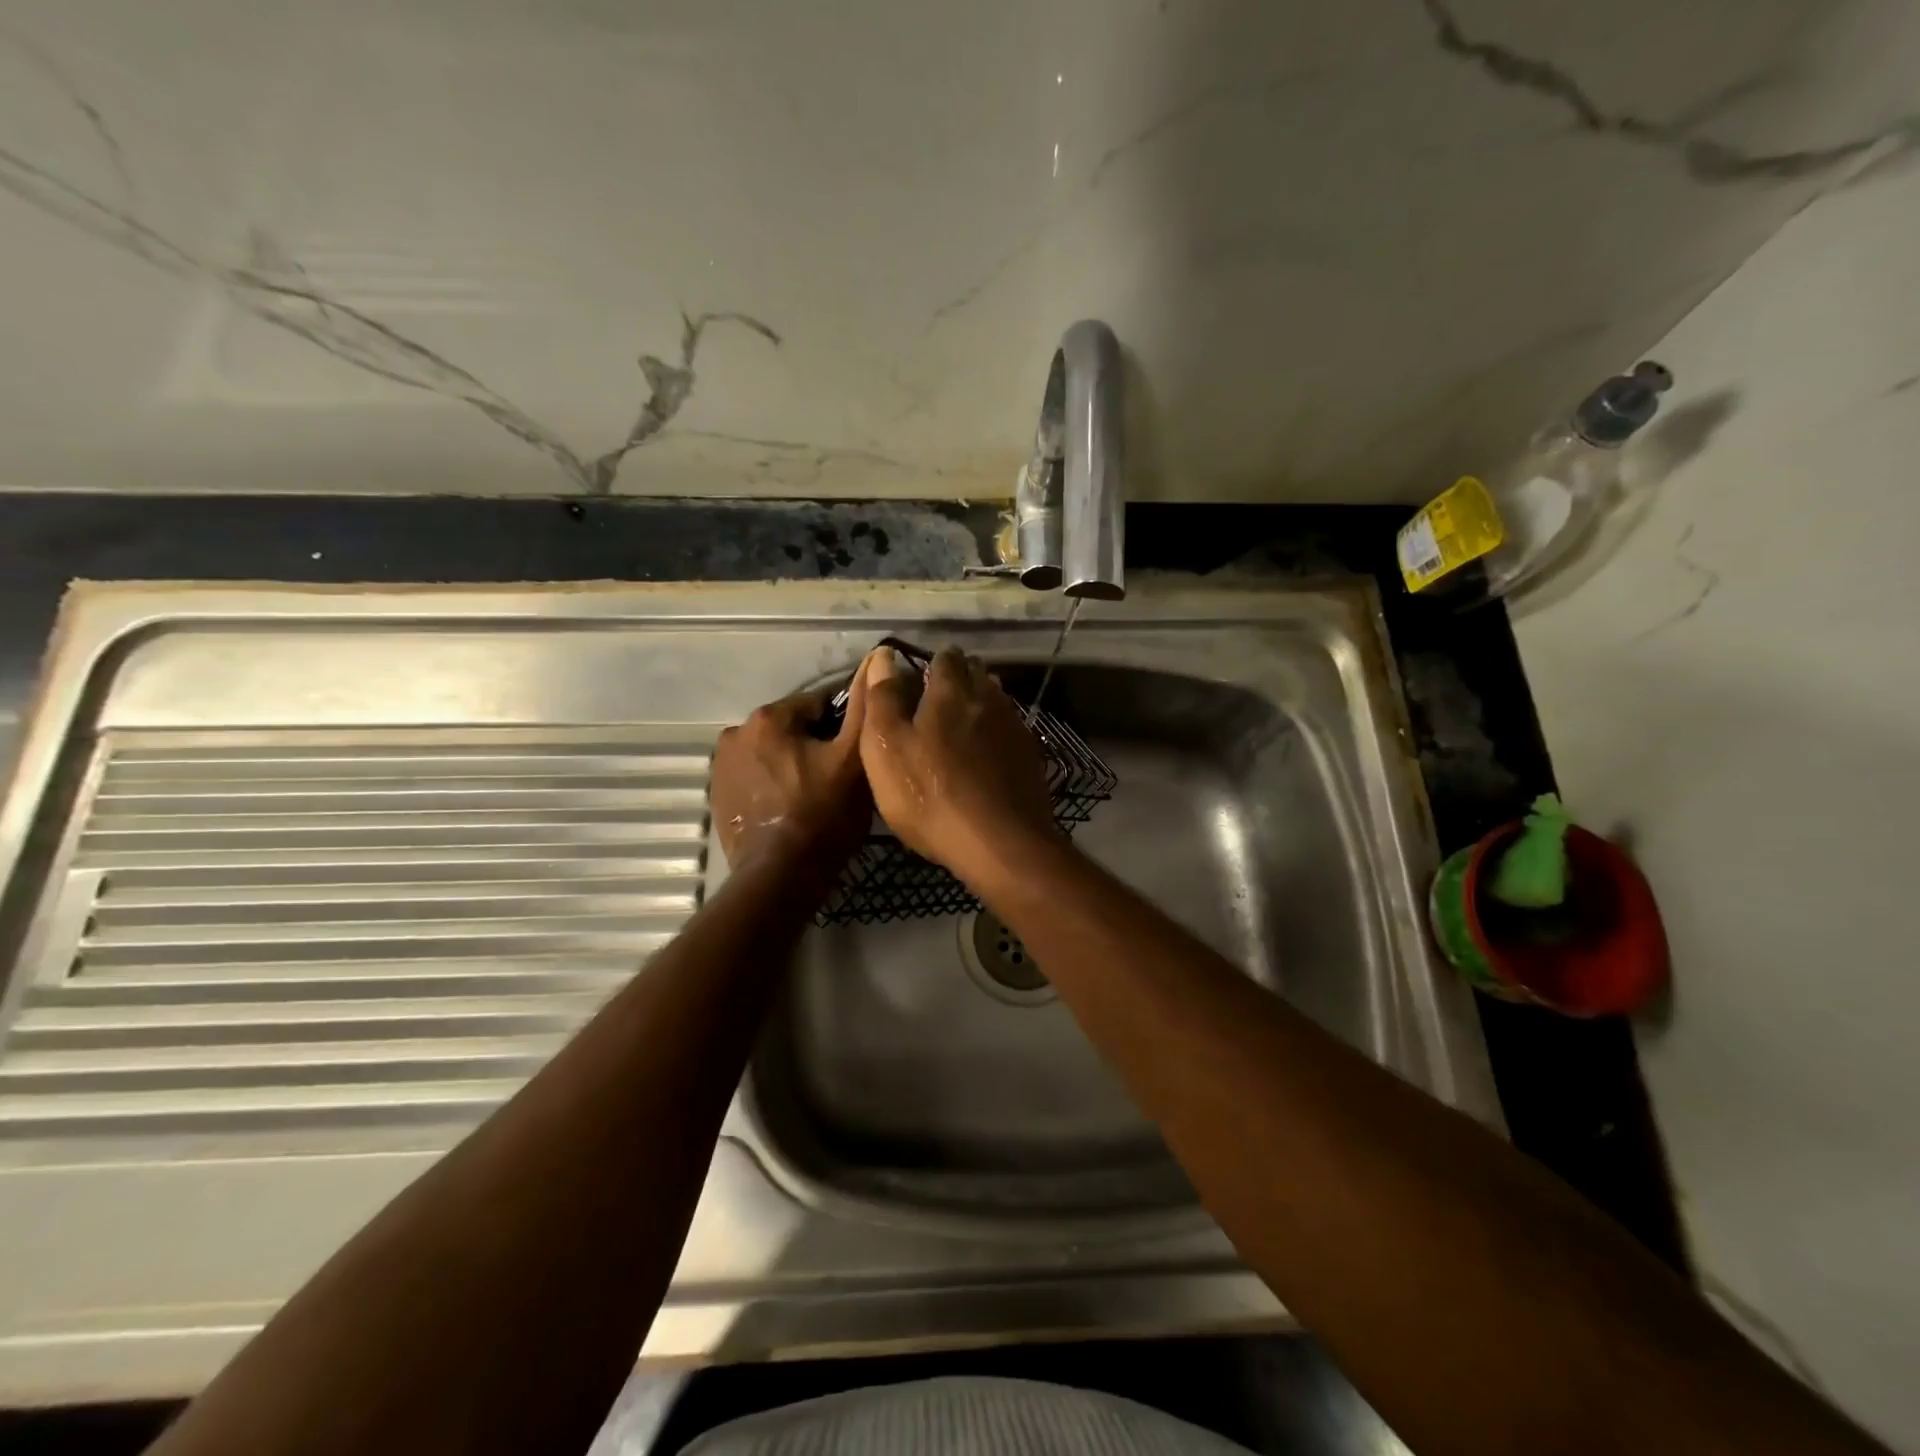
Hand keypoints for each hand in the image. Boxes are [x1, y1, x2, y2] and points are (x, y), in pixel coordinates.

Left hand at [712, 671, 870, 871]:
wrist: (780, 878)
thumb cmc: (824, 815)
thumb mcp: (855, 758)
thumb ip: (865, 707)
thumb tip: (876, 659)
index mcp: (769, 717)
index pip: (820, 704)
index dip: (844, 727)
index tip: (858, 753)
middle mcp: (736, 733)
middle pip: (793, 729)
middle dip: (816, 746)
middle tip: (840, 779)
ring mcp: (722, 767)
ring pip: (774, 754)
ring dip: (793, 765)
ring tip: (817, 797)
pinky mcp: (718, 798)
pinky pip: (756, 779)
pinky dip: (773, 786)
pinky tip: (791, 810)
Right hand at [859, 645, 1061, 879]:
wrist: (999, 843)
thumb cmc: (929, 795)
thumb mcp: (886, 748)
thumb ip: (883, 699)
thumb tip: (883, 656)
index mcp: (951, 691)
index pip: (944, 658)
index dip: (931, 662)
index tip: (919, 676)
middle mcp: (989, 699)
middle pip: (976, 674)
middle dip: (959, 677)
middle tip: (938, 698)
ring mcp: (1015, 728)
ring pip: (997, 701)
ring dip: (981, 703)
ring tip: (962, 722)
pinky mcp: (1030, 758)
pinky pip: (1011, 731)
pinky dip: (997, 733)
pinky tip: (988, 753)